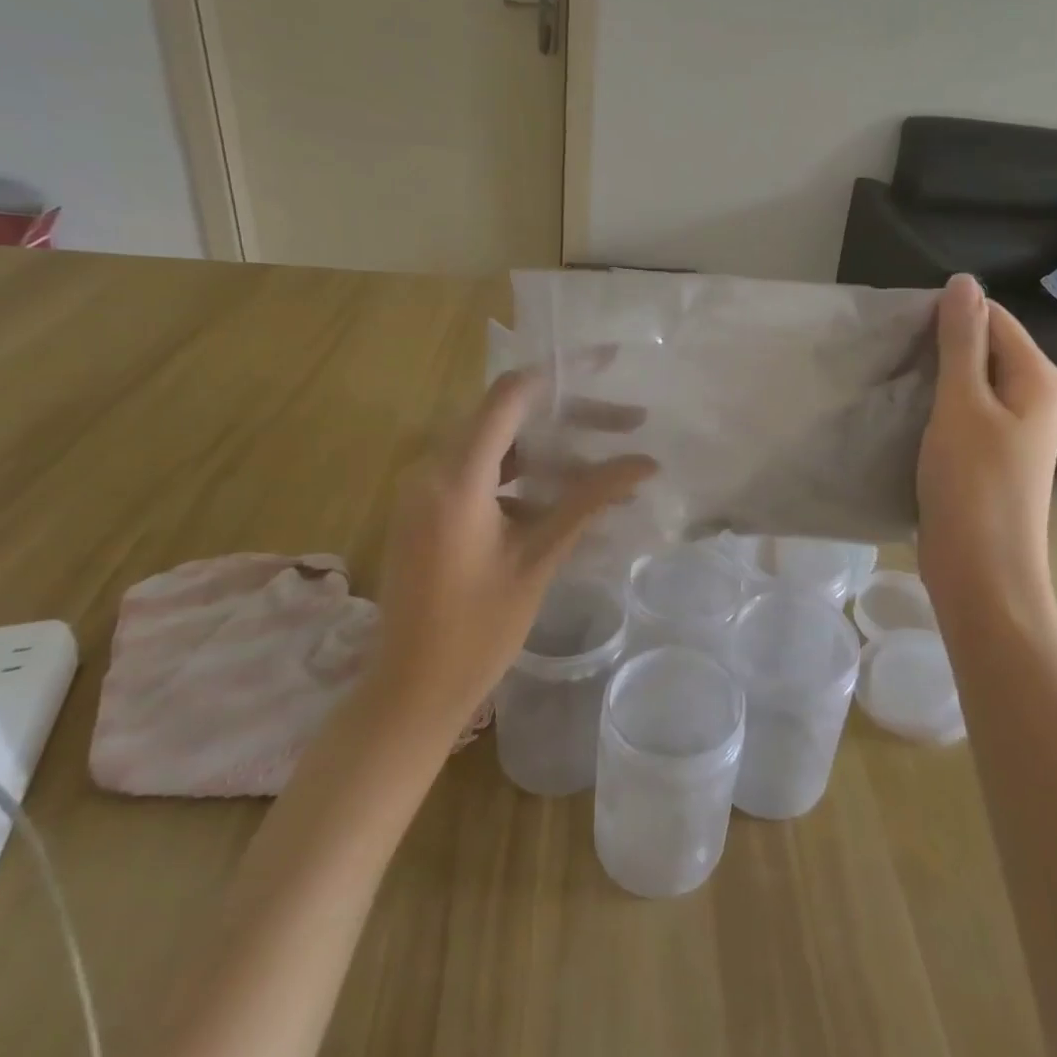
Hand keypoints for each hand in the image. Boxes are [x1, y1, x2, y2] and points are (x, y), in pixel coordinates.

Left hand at [370, 371, 656, 727]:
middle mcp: (432, 469)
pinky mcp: (429, 510)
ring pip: (498, 447)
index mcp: (455, 477)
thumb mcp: (539, 559)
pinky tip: (568, 497)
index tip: (608, 365)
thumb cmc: (477, 630)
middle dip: (570, 418)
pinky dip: (525, 478)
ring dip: (551, 452)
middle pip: (508, 418)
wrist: (411, 691)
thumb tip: (645, 462)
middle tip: (628, 422)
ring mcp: (426, 490)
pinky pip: (482, 474)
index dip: (560, 374)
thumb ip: (588, 501)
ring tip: (608, 463)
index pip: (510, 395)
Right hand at [916, 274, 1056, 633]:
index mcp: (1037, 378)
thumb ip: (962, 342)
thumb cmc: (973, 485)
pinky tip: (904, 416)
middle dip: (937, 349)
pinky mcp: (989, 458)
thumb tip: (965, 281)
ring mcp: (1012, 432)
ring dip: (932, 380)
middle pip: (982, 349)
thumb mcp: (962, 404)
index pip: (992, 318)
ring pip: (968, 384)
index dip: (947, 318)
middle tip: (889, 359)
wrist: (982, 574)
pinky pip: (962, 416)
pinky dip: (934, 410)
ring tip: (890, 383)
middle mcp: (1033, 398)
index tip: (900, 333)